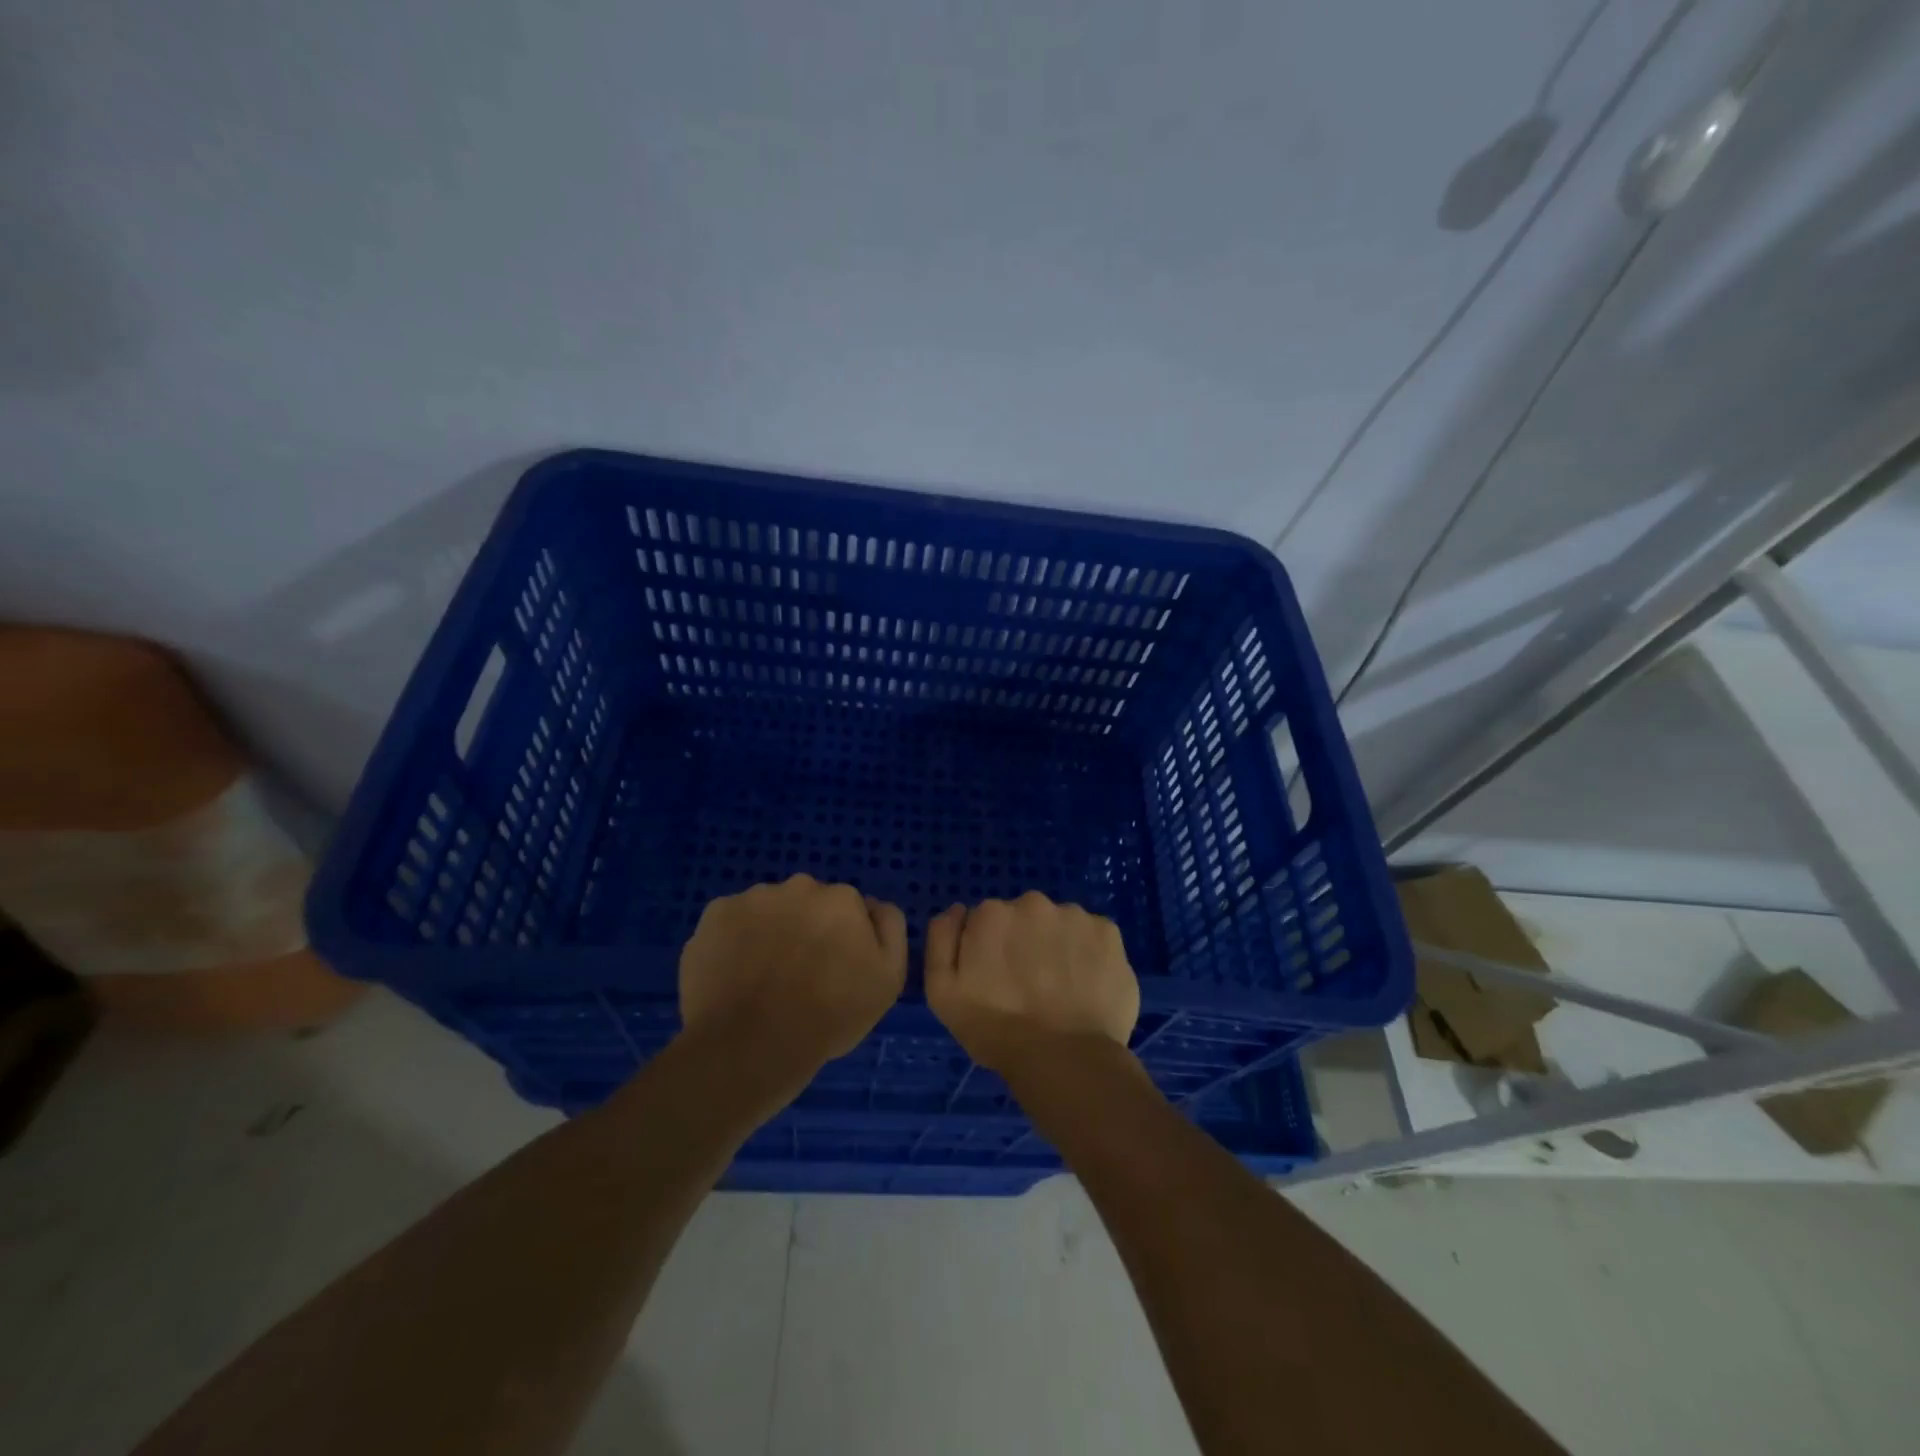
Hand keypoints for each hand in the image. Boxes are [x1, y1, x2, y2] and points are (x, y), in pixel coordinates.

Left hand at [679, 875, 906, 1071]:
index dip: (843, 939)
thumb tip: (874, 906)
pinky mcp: (713, 914)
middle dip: (805, 928)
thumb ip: (890, 929)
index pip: (847, 909)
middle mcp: (797, 886)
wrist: (750, 1047)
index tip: (834, 970)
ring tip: (763, 979)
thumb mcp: (888, 979)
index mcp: (841, 899)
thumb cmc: (828, 1017)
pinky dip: (734, 941)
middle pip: (807, 903)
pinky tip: (735, 975)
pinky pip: (732, 922)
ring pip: (768, 909)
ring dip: (770, 931)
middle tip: (799, 974)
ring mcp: (751, 898)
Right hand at [924, 892, 1140, 1073]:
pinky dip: (1089, 955)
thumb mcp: (942, 993)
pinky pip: (1092, 937)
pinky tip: (1086, 986)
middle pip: (1024, 918)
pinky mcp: (1109, 932)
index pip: (986, 921)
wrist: (1064, 1060)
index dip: (990, 950)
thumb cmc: (995, 1031)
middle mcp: (1033, 903)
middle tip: (1028, 987)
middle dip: (1024, 942)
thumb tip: (959, 909)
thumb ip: (941, 940)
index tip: (996, 979)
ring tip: (1061, 990)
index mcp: (991, 914)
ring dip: (1057, 946)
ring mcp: (1075, 916)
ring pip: (1060, 925)